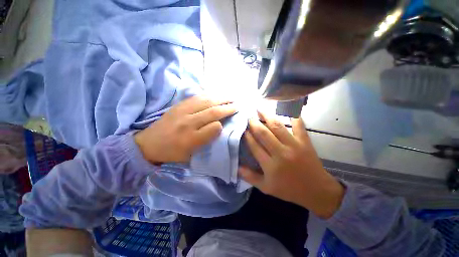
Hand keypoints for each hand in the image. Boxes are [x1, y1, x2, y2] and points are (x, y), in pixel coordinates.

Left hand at [135, 96, 236, 163]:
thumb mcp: (190, 155)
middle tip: (237, 105)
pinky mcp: (178, 105)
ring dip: (220, 98)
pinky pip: (196, 97)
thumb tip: (218, 126)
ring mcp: (182, 111)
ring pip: (206, 101)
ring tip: (230, 97)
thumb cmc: (172, 152)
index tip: (229, 121)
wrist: (149, 144)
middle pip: (212, 112)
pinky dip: (208, 95)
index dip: (223, 123)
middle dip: (227, 107)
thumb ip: (206, 141)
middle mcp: (187, 123)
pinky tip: (215, 95)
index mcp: (190, 139)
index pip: (213, 128)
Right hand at [239, 112, 344, 218]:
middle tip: (248, 116)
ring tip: (260, 108)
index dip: (247, 136)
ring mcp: (294, 146)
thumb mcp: (266, 188)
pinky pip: (299, 126)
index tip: (243, 128)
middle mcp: (281, 153)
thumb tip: (236, 167)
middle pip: (264, 134)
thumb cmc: (289, 190)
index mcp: (270, 165)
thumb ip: (250, 177)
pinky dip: (293, 116)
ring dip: (267, 116)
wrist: (317, 191)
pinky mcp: (305, 142)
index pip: (254, 146)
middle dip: (254, 123)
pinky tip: (287, 108)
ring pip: (278, 127)